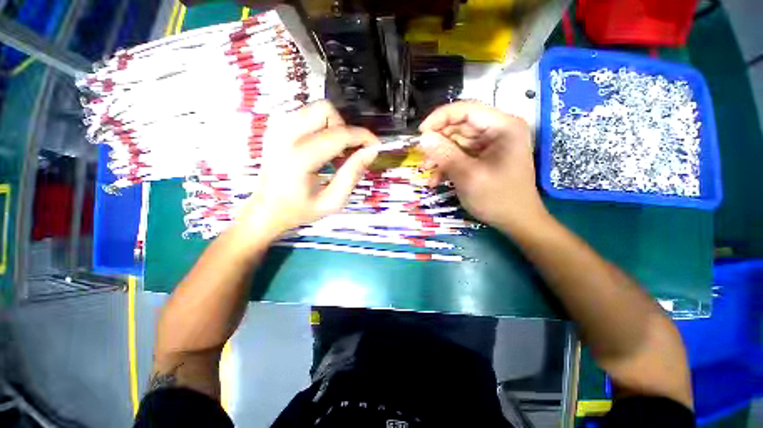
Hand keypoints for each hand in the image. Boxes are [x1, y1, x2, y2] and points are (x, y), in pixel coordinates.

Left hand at [236, 101, 378, 238]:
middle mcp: (285, 136)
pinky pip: (305, 115)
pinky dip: (320, 127)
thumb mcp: (333, 201)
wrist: (266, 210)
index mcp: (299, 158)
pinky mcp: (275, 128)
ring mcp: (276, 128)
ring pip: (315, 108)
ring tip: (333, 152)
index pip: (339, 134)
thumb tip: (371, 151)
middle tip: (346, 152)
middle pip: (325, 109)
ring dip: (332, 127)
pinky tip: (320, 148)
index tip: (375, 146)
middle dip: (344, 128)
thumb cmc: (300, 210)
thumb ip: (352, 174)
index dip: (363, 137)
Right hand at [418, 101, 547, 234]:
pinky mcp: (483, 157)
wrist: (516, 221)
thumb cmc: (497, 199)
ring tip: (427, 171)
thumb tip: (423, 138)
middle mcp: (498, 130)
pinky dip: (447, 165)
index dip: (440, 118)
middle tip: (423, 158)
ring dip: (440, 156)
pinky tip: (436, 180)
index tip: (420, 133)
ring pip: (456, 141)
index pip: (467, 110)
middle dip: (438, 142)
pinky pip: (460, 154)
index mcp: (503, 126)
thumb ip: (445, 154)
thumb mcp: (468, 176)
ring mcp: (490, 144)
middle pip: (459, 126)